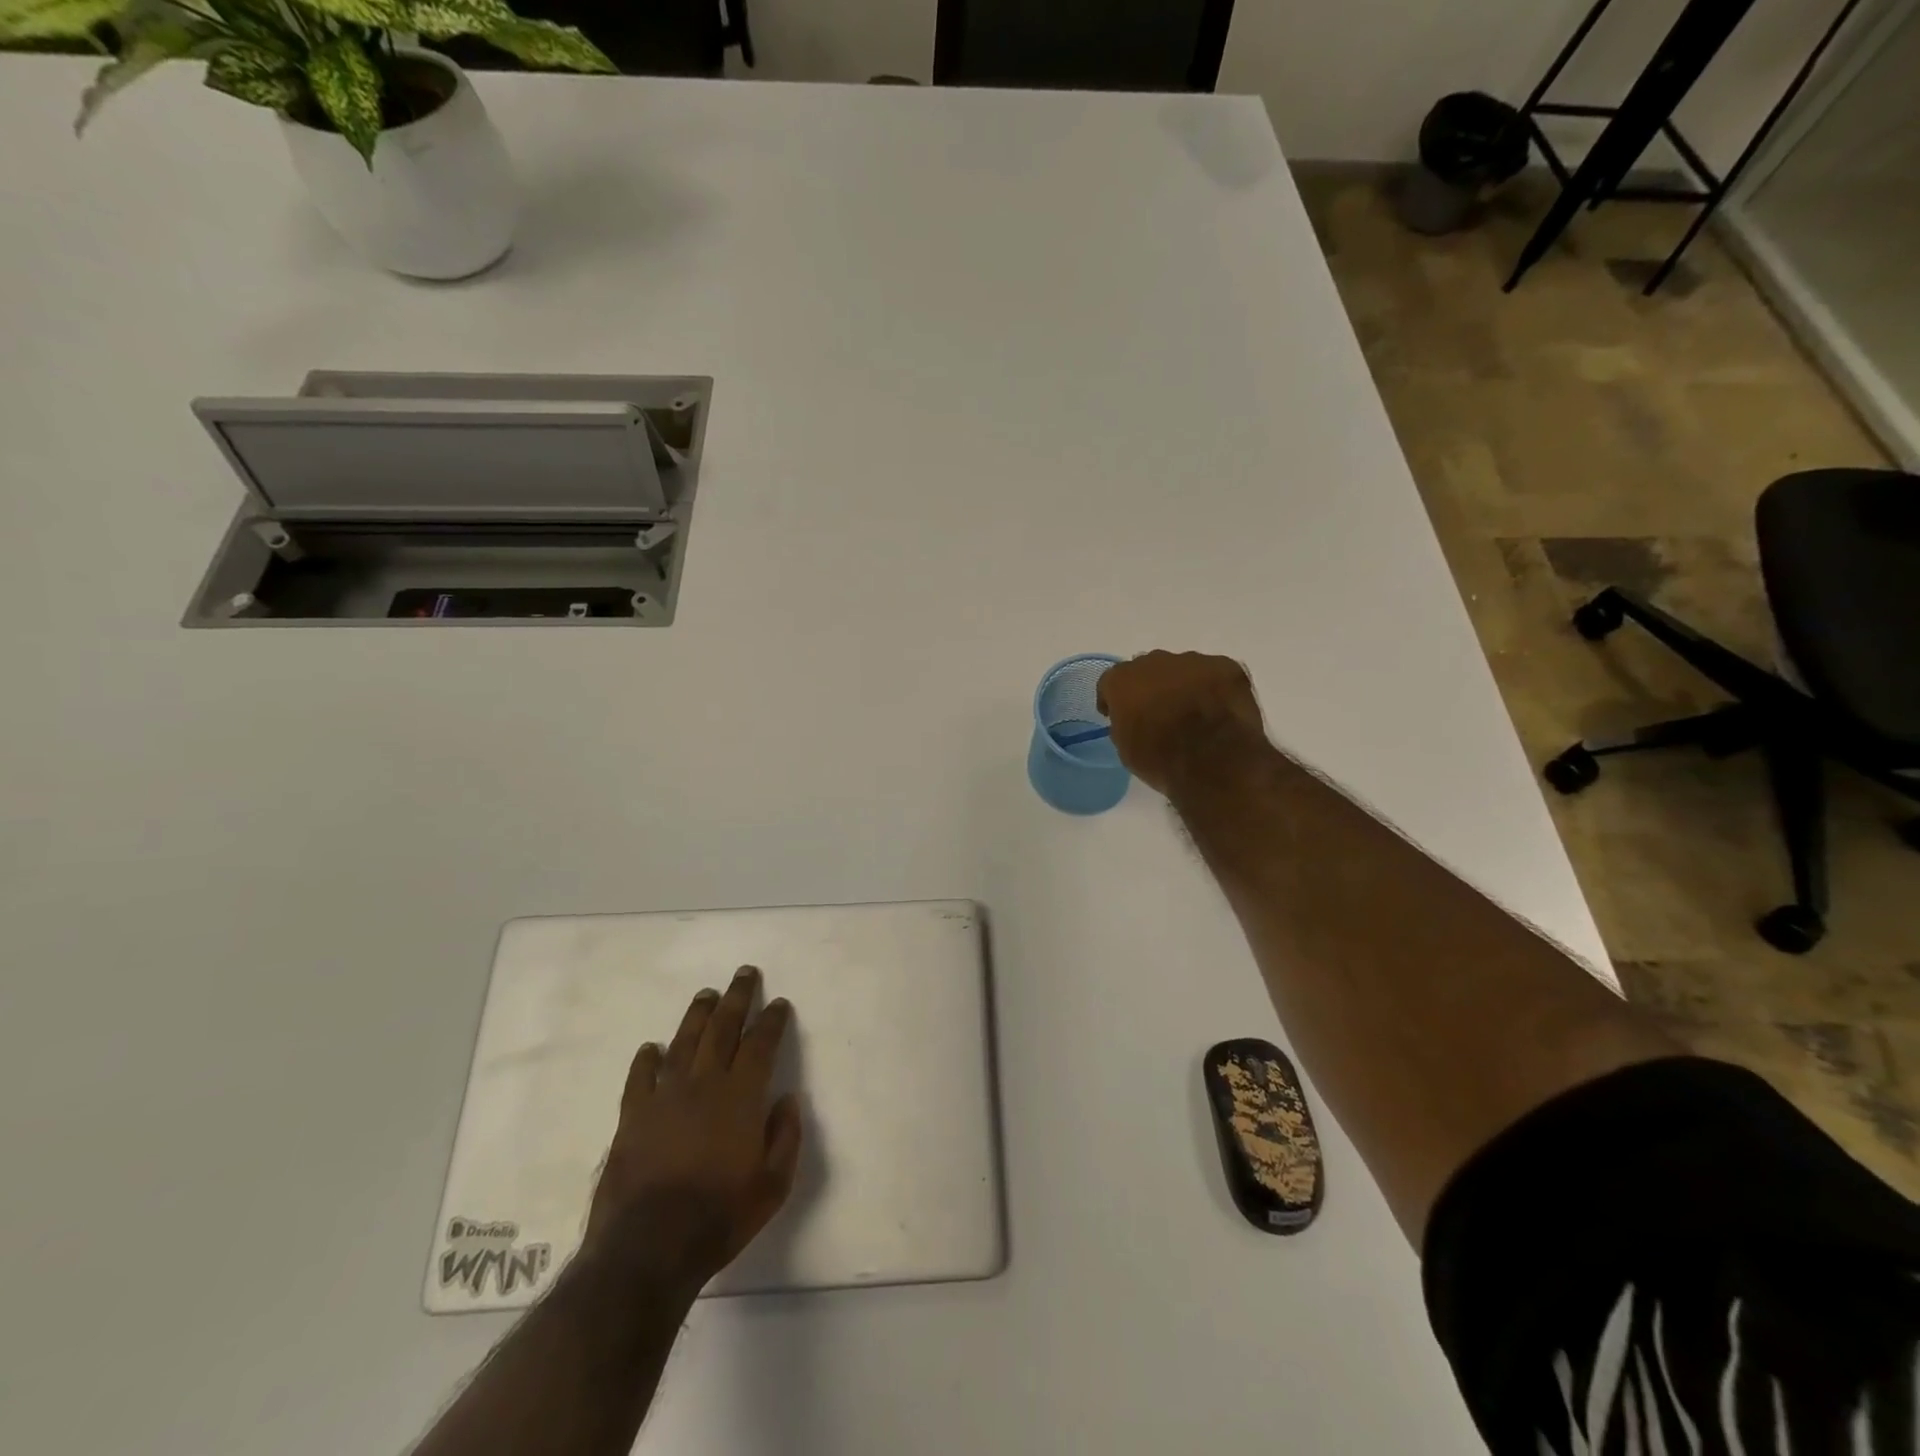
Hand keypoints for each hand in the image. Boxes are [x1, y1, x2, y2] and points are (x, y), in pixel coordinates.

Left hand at [584, 966, 802, 1290]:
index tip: (778, 1003)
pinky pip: (640, 1076)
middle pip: (722, 1029)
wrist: (647, 1249)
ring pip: (684, 1042)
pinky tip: (652, 1047)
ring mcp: (664, 1097)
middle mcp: (703, 1084)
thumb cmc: (718, 1217)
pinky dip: (647, 1058)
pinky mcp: (632, 1116)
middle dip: (737, 998)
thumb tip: (788, 1100)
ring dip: (697, 1015)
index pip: (760, 1044)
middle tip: (744, 973)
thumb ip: (785, 1138)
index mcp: (740, 1097)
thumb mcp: (772, 1186)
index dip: (771, 1020)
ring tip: (707, 995)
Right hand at [1097, 650, 1267, 794]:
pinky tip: (1220, 710)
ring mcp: (1193, 661)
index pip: (1111, 682)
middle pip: (1147, 670)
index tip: (1118, 715)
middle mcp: (1154, 661)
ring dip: (1183, 686)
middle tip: (1159, 712)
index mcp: (1123, 681)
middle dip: (1151, 688)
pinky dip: (1215, 688)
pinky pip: (1215, 674)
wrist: (1215, 763)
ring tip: (1194, 711)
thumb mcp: (1126, 750)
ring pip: (1182, 669)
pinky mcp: (1227, 667)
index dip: (1114, 699)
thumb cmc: (1162, 761)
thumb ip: (1124, 724)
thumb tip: (1132, 719)